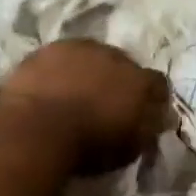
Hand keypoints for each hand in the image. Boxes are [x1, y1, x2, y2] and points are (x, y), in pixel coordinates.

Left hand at [0, 40, 171, 174]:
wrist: (36, 131)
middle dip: (115, 80)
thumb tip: (159, 114)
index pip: (156, 83)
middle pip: (120, 64)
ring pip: (87, 57)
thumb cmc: (89, 145)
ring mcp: (75, 49)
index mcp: (140, 80)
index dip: (151, 97)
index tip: (142, 112)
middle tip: (104, 102)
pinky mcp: (42, 52)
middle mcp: (112, 55)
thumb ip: (149, 125)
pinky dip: (55, 73)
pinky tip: (47, 90)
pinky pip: (55, 60)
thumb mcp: (131, 146)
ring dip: (84, 71)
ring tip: (73, 94)